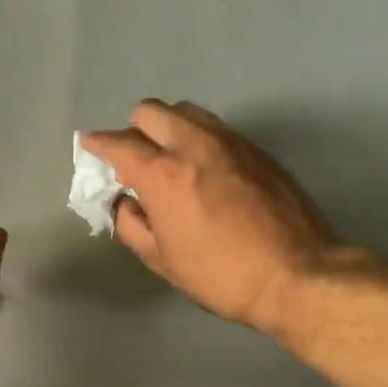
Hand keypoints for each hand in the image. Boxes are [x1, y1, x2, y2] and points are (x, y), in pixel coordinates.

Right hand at [79, 100, 359, 349]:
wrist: (298, 275)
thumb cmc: (221, 274)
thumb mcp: (162, 260)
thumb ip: (131, 224)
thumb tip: (124, 201)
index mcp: (164, 174)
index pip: (118, 144)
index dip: (97, 144)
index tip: (89, 146)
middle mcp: (194, 145)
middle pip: (151, 111)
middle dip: (133, 129)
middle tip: (134, 158)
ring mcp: (230, 142)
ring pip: (186, 111)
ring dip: (167, 127)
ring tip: (169, 157)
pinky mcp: (257, 149)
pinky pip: (215, 127)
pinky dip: (197, 137)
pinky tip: (203, 168)